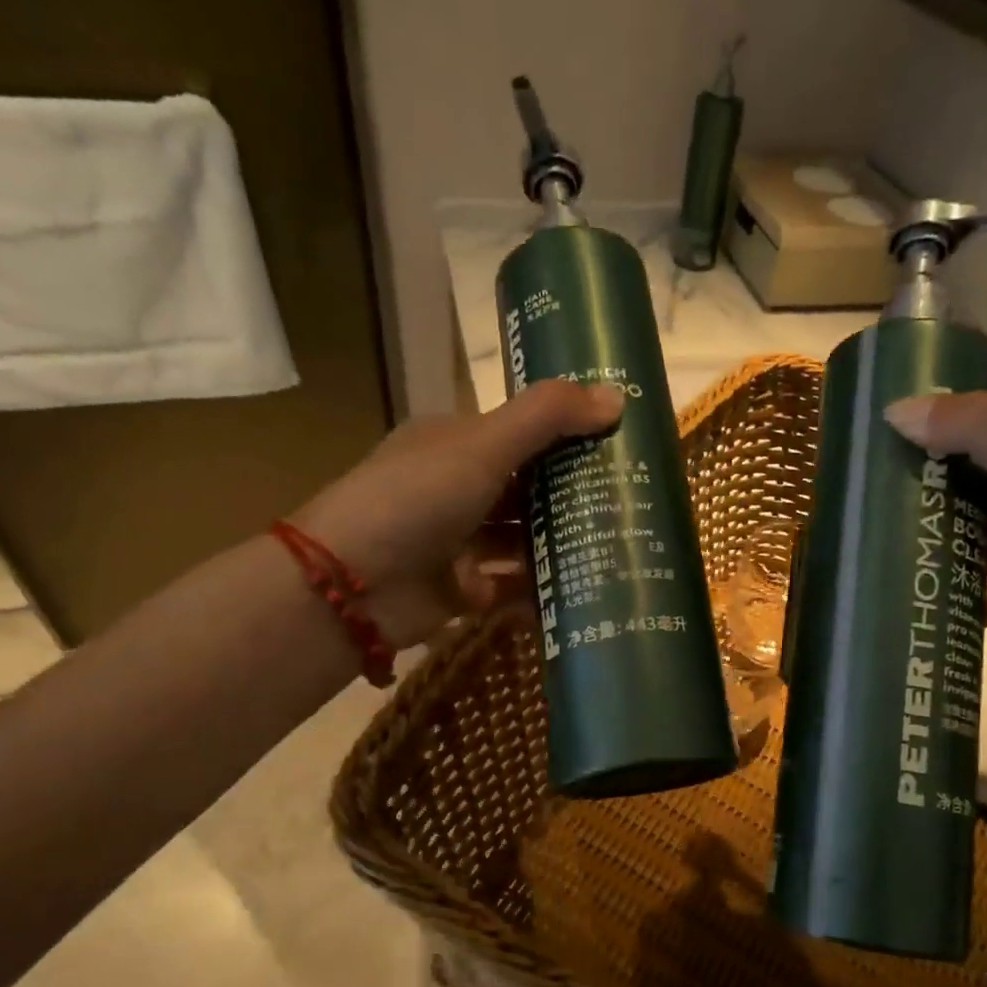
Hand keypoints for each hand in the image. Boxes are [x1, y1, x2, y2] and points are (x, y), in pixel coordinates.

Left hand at [296, 379, 624, 647]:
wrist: (351, 587)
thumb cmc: (416, 499)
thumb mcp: (483, 445)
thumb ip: (547, 417)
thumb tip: (618, 397)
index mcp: (455, 443)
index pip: (522, 432)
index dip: (569, 435)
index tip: (621, 443)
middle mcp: (457, 489)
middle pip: (527, 488)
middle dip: (574, 494)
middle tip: (634, 500)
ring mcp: (459, 542)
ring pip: (522, 539)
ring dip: (563, 542)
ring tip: (622, 545)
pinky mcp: (463, 590)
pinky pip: (513, 586)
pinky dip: (544, 588)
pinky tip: (589, 589)